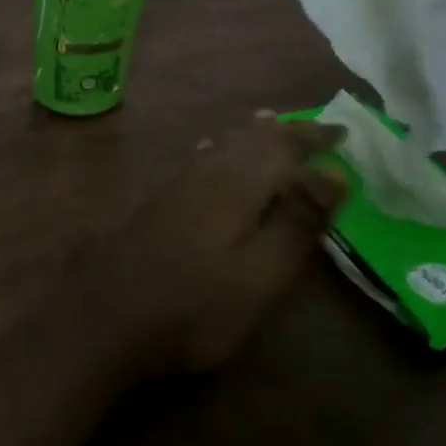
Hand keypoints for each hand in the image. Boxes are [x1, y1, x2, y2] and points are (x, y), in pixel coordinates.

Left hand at [80, 117, 347, 378]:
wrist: (102, 320)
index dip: (314, 137)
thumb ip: (297, 222)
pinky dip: (221, 150)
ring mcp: (175, 187)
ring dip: (251, 136)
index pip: (283, 145)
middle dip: (285, 132)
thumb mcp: (259, 275)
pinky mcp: (157, 204)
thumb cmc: (193, 307)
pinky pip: (200, 160)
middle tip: (314, 129)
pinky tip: (210, 152)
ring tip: (270, 124)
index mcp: (235, 183)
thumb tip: (333, 172)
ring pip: (221, 146)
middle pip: (250, 140)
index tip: (344, 132)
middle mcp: (204, 173)